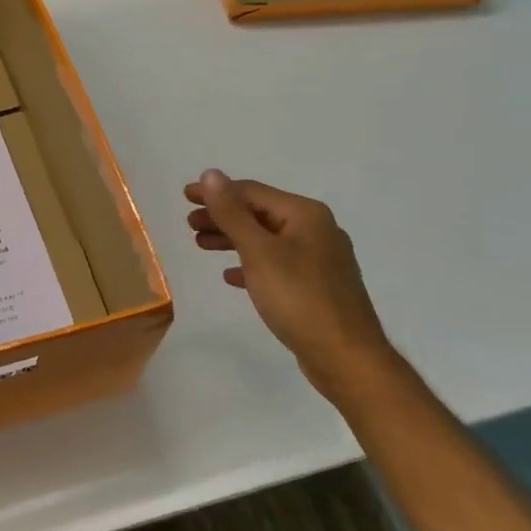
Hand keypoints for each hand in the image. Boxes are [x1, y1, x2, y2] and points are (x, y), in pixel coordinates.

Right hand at [185, 170, 395, 399]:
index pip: (252, 192)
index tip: (185, 196)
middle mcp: (316, 229)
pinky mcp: (316, 286)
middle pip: (260, 214)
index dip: (216, 192)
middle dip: (223, 216)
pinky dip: (251, 264)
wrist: (345, 356)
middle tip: (189, 224)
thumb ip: (232, 213)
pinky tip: (232, 277)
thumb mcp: (259, 252)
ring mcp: (319, 259)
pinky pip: (276, 264)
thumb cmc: (299, 299)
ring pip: (266, 239)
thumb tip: (210, 174)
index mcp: (305, 215)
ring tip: (202, 245)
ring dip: (233, 239)